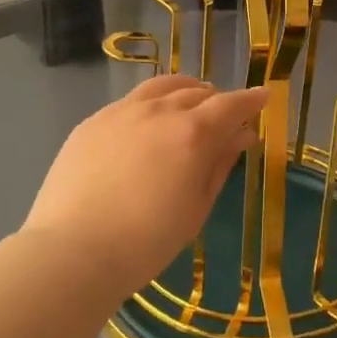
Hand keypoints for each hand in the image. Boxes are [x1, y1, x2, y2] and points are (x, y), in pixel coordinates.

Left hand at [24, 75, 268, 298]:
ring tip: (190, 103)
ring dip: (184, 91)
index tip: (263, 97)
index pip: (231, 105)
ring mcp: (121, 111)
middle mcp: (160, 111)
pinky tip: (147, 122)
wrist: (73, 250)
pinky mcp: (93, 121)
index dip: (250, 100)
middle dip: (217, 99)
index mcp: (193, 133)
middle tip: (225, 114)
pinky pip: (131, 101)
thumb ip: (220, 164)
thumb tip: (242, 135)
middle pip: (197, 92)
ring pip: (162, 86)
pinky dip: (151, 103)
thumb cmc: (147, 241)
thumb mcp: (196, 207)